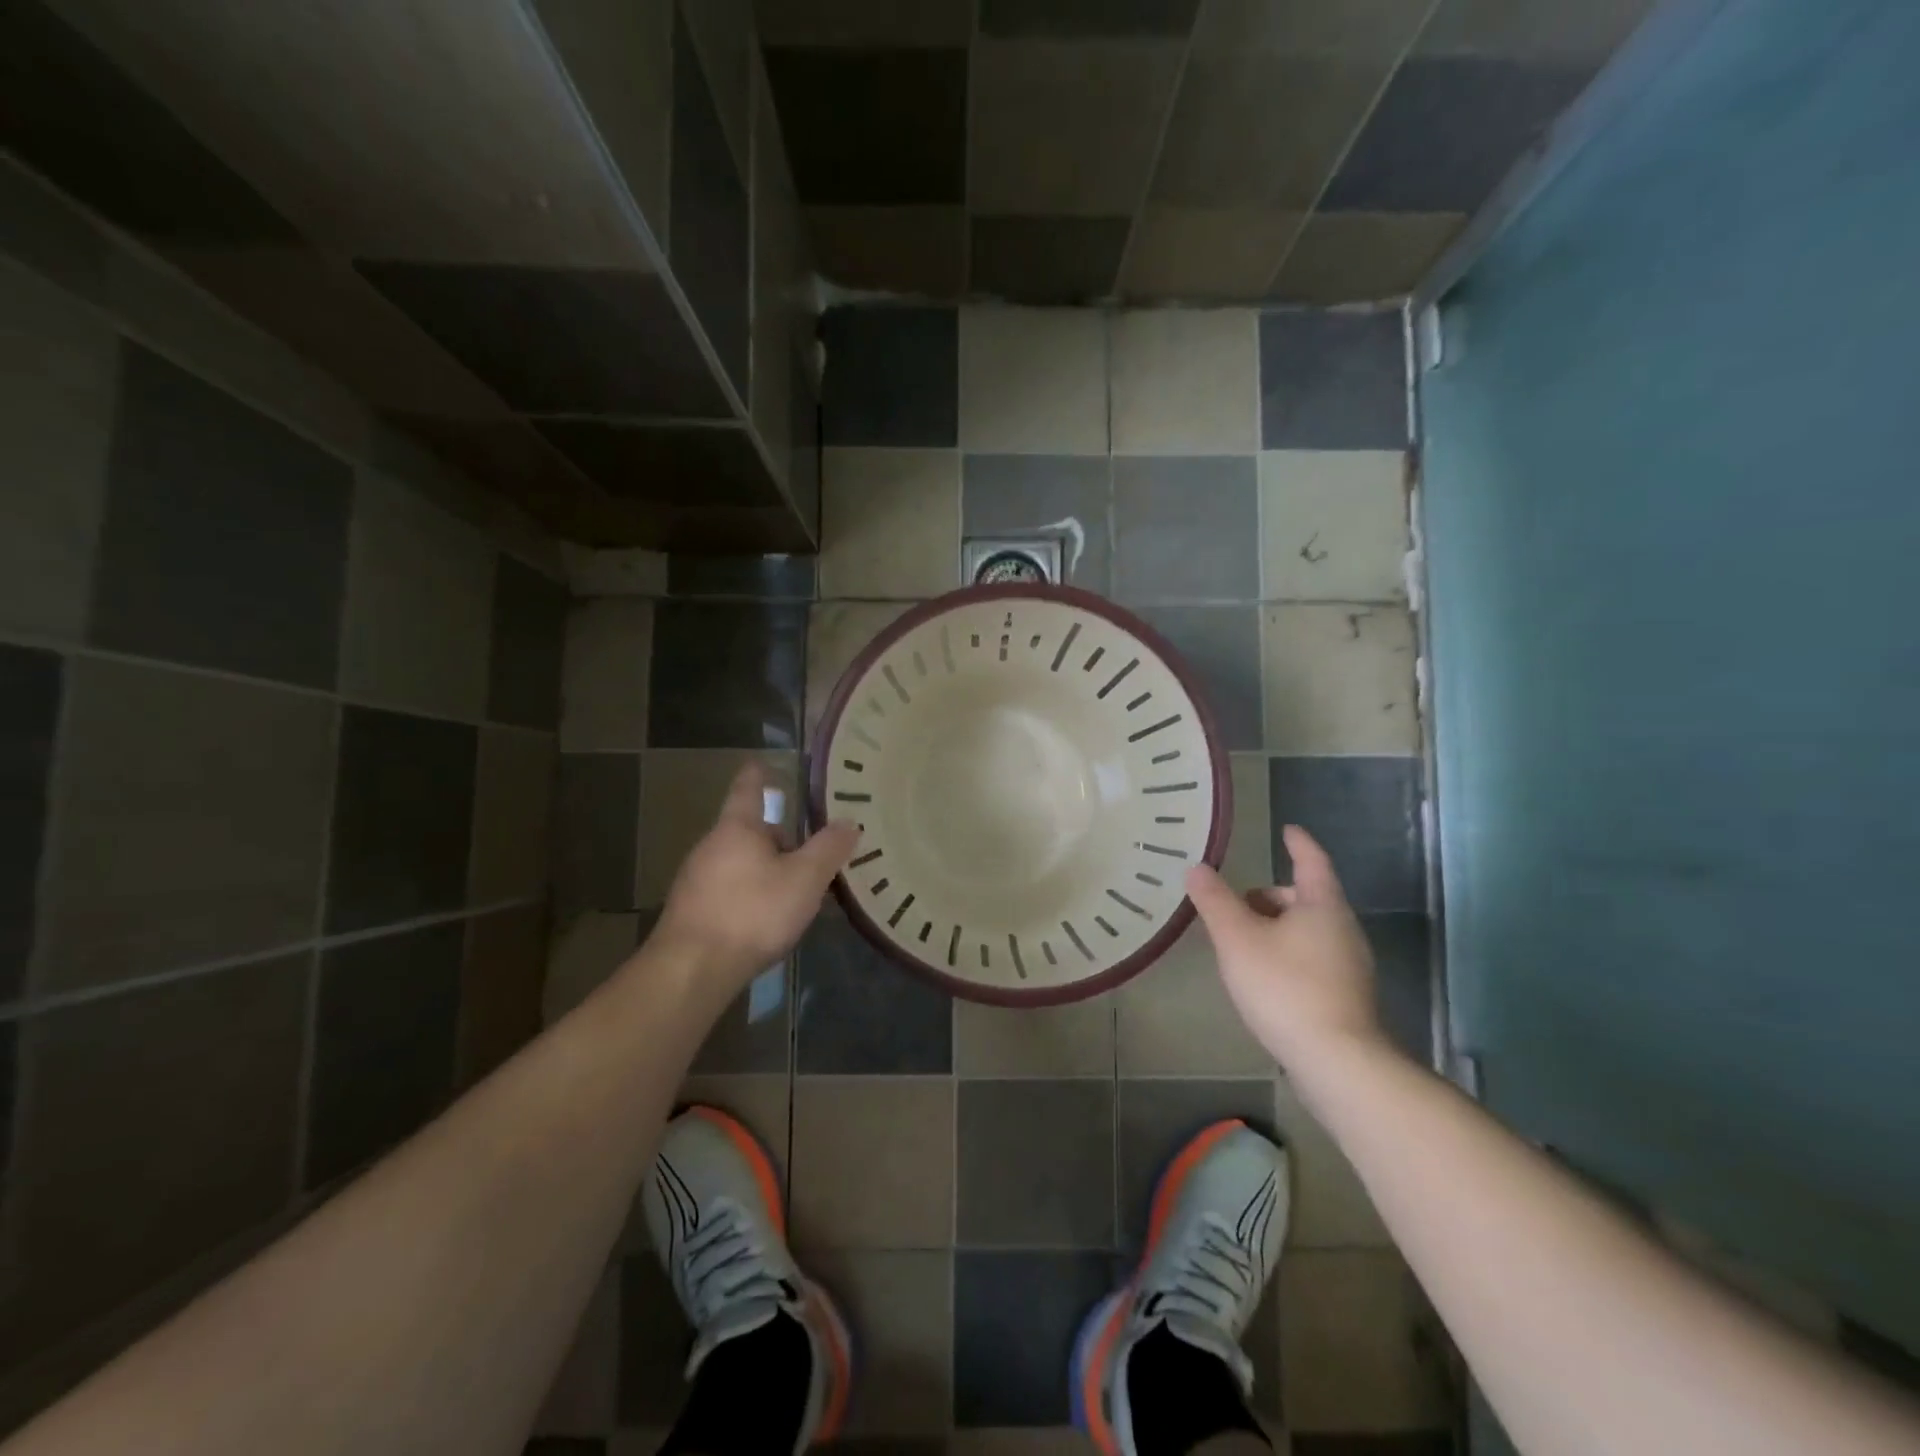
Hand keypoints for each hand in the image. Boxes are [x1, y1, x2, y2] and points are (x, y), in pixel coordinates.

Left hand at [652, 763, 859, 989]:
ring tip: (795, 892)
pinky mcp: (691, 912)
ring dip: (766, 870)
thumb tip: (850, 821)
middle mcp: (711, 846)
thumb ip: (829, 849)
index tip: (763, 762)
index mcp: (738, 828)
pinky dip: (750, 895)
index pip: (748, 788)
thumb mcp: (805, 879)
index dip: (759, 774)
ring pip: (739, 863)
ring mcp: (695, 880)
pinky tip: (767, 921)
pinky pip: (728, 890)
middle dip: (778, 838)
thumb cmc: (753, 912)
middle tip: (810, 853)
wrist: (691, 971)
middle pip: (749, 830)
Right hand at [1185, 825, 1386, 1072]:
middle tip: (1239, 903)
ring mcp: (1351, 966)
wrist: (1338, 1061)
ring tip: (1243, 943)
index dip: (1298, 844)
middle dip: (1274, 895)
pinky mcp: (1348, 997)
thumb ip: (1215, 901)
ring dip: (1278, 927)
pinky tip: (1265, 977)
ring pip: (1310, 931)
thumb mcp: (1237, 938)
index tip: (1288, 830)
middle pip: (1308, 898)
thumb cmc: (1285, 986)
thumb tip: (1197, 867)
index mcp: (1323, 906)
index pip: (1311, 861)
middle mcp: (1344, 929)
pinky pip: (1314, 959)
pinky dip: (1289, 954)